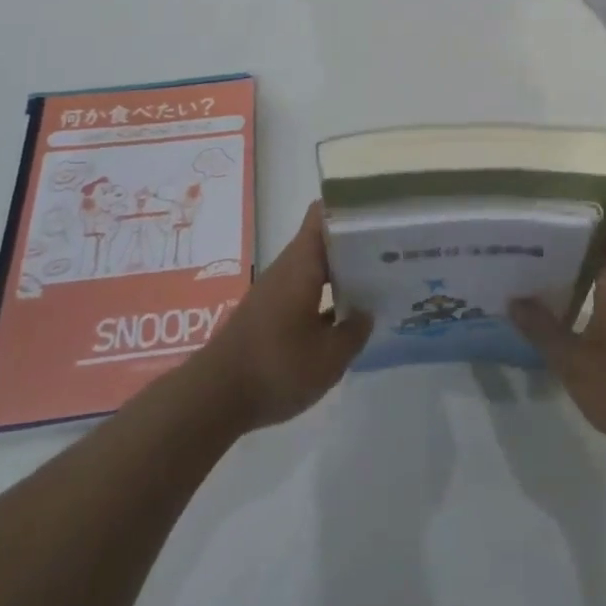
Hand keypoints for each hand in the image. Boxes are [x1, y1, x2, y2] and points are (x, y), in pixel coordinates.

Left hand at [191, 201, 370, 432]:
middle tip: (392, 250)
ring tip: (377, 280)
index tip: (380, 212)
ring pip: (314, 268)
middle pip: (323, 241)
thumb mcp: (328, 358)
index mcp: (302, 264)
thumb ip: (354, 332)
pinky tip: (346, 317)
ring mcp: (275, 291)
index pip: (323, 215)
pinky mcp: (268, 314)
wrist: (213, 398)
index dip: (350, 207)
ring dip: (341, 272)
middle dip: (354, 243)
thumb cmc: (276, 367)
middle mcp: (287, 269)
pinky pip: (304, 291)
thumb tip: (366, 313)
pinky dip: (326, 296)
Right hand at [509, 208, 605, 454]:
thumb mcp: (573, 360)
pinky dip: (594, 285)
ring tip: (542, 257)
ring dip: (584, 260)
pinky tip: (565, 300)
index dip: (596, 199)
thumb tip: (513, 300)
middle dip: (578, 229)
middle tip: (536, 226)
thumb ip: (541, 328)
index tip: (562, 194)